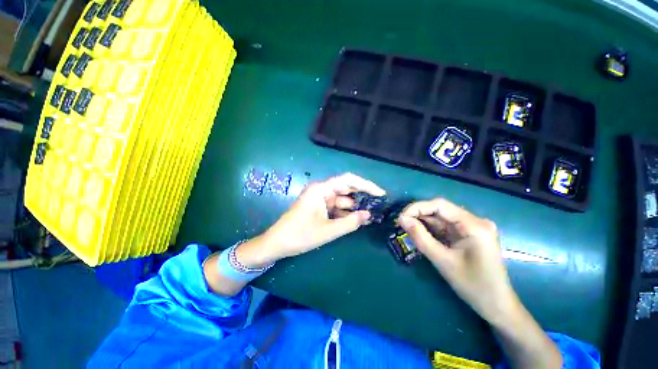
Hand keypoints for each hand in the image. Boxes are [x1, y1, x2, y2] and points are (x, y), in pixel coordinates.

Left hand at [237, 173, 385, 266]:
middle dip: (362, 197)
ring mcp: (320, 199)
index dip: (366, 185)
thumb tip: (368, 215)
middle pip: (346, 189)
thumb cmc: (300, 235)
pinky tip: (357, 220)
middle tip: (379, 205)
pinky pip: (336, 207)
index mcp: (321, 189)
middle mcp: (321, 190)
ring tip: (371, 215)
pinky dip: (346, 213)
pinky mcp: (319, 208)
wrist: (277, 244)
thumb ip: (350, 222)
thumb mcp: (328, 230)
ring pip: (342, 200)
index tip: (380, 193)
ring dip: (355, 207)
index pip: (348, 180)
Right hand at [398, 198, 520, 326]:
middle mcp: (476, 221)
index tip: (400, 217)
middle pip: (441, 210)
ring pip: (442, 217)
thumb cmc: (473, 286)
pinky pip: (447, 226)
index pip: (440, 205)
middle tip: (401, 224)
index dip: (417, 207)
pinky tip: (421, 234)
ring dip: (424, 222)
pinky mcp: (470, 234)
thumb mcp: (442, 261)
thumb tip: (401, 219)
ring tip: (407, 229)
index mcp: (474, 225)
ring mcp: (474, 227)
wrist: (497, 306)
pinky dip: (432, 229)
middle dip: (419, 215)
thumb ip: (420, 237)